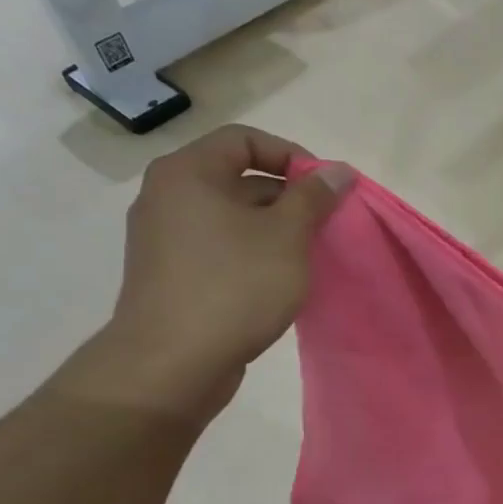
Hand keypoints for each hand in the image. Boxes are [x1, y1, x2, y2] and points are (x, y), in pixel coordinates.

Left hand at [59, 126, 352, 418]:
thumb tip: (338, 170)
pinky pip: (219, 246)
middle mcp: (168, 196)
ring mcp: (165, 237)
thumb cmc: (233, 286)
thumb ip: (314, 198)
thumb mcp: (286, 236)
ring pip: (232, 216)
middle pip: (238, 177)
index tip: (326, 189)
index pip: (245, 140)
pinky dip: (253, 252)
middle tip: (325, 225)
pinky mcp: (171, 273)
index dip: (292, 156)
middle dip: (289, 197)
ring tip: (309, 256)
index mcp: (188, 173)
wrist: (171, 363)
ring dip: (274, 228)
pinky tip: (279, 280)